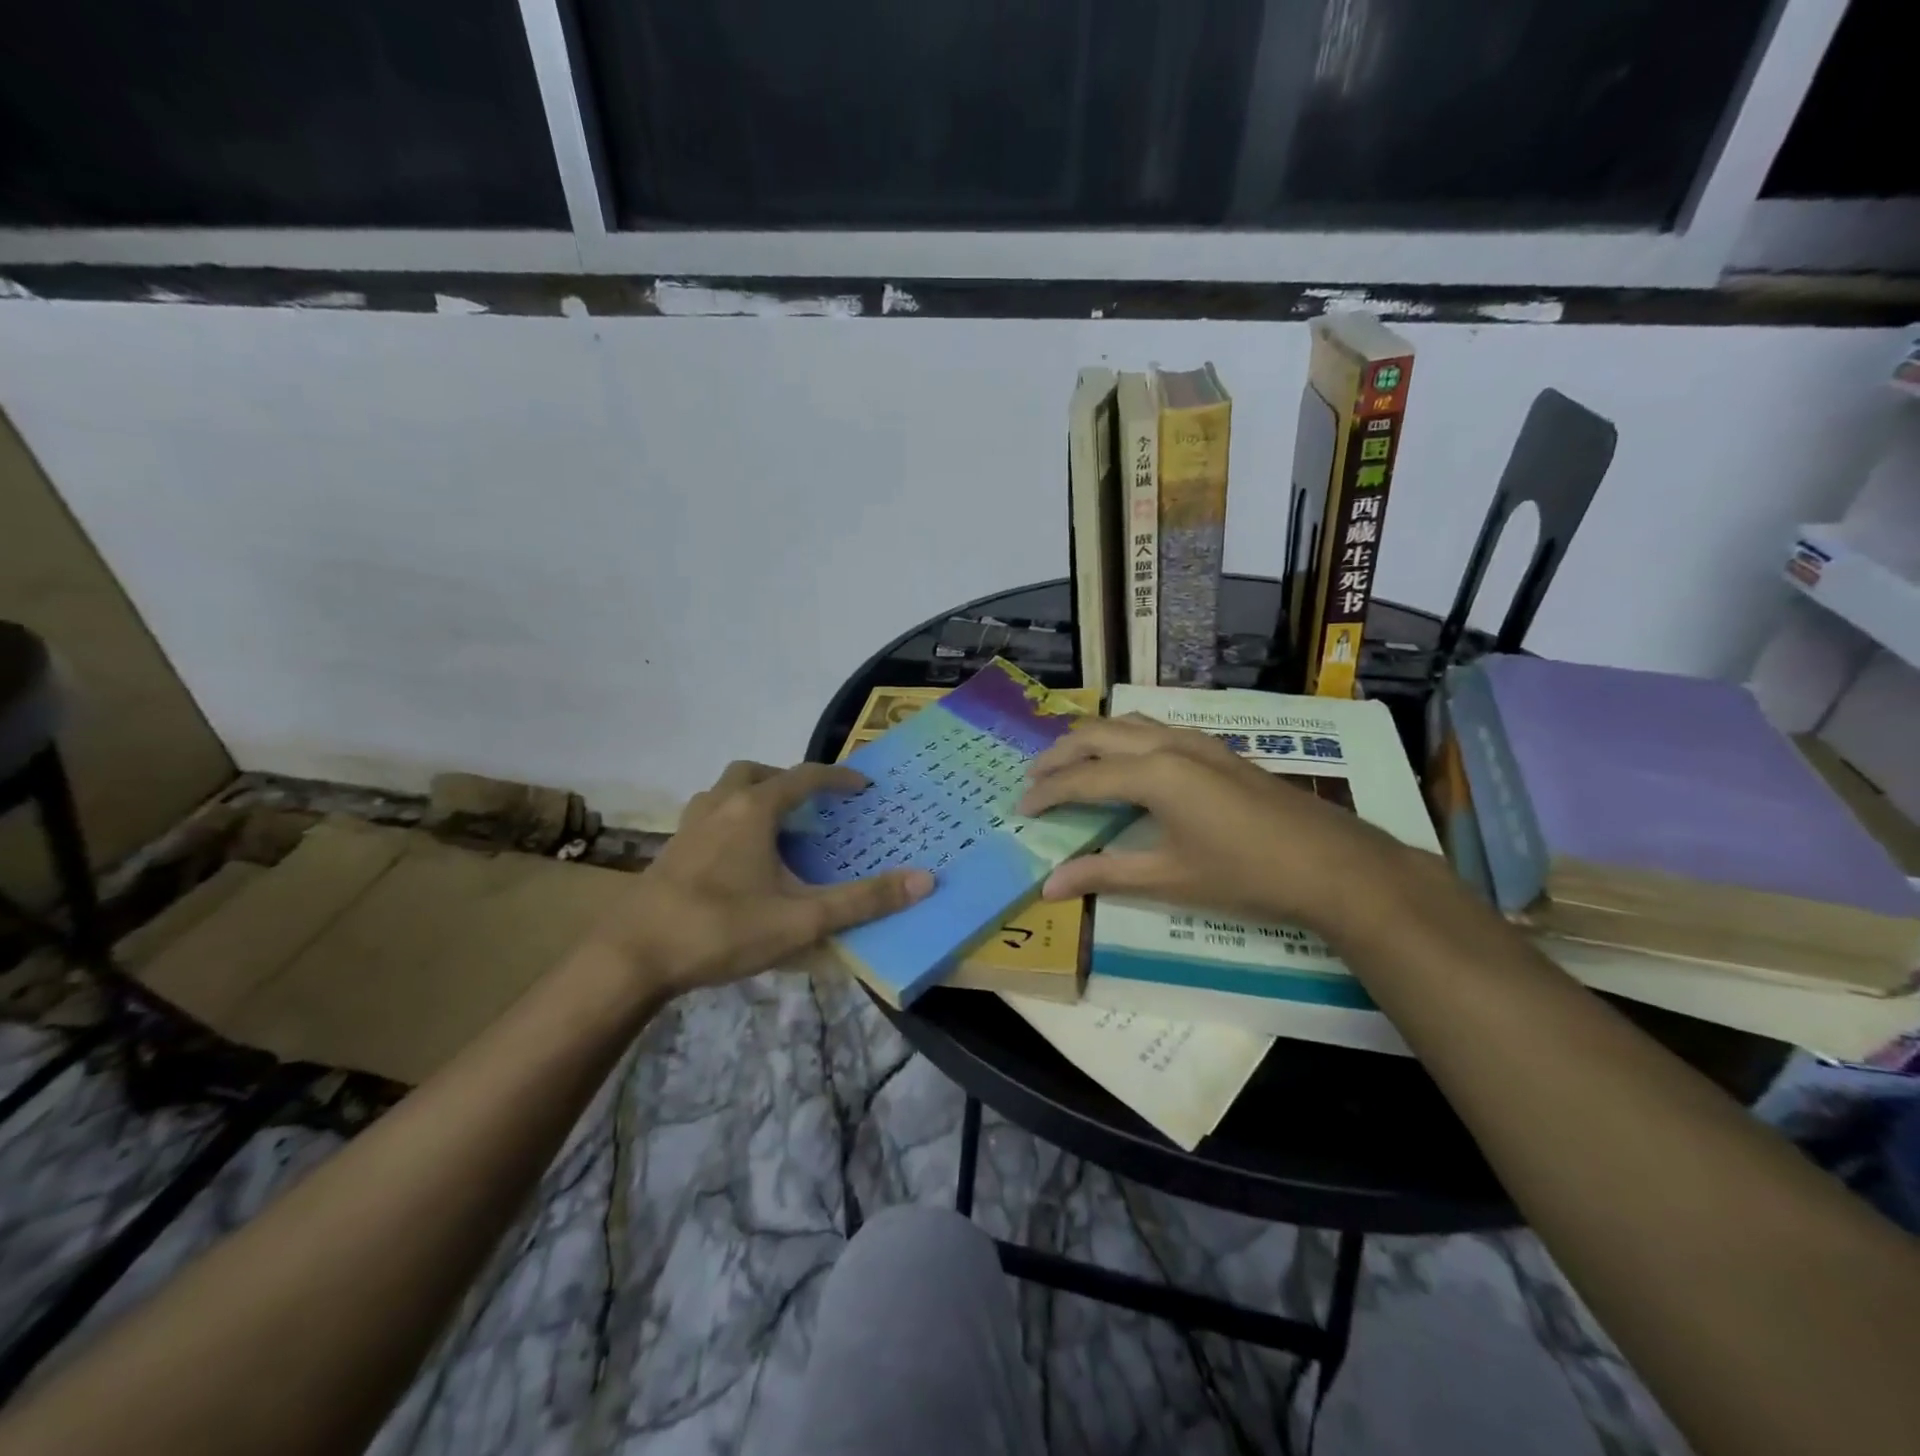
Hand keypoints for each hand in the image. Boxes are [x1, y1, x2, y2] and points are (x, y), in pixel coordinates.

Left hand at [587, 761, 932, 993]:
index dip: (837, 778)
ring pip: (725, 791)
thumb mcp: (801, 920)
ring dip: (754, 796)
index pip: (804, 777)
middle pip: (756, 773)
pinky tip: (737, 859)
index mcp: (753, 810)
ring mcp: (688, 826)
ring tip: (776, 828)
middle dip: (788, 780)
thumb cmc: (721, 929)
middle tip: (811, 806)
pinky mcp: (670, 850)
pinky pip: (707, 816)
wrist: (631, 956)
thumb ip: (863, 901)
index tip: (862, 787)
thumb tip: (924, 880)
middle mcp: (720, 805)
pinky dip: (730, 820)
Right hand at [1017, 715, 1403, 933]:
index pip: (1081, 777)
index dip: (1046, 793)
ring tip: (1069, 766)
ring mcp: (1196, 741)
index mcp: (1153, 773)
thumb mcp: (1169, 878)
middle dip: (1058, 756)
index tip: (1020, 810)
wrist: (1333, 864)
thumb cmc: (1246, 874)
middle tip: (1033, 782)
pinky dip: (1122, 738)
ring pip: (1126, 723)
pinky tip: (1125, 763)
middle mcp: (1168, 744)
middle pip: (1096, 735)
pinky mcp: (1215, 750)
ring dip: (1090, 741)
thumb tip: (1048, 886)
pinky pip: (1153, 728)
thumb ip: (1105, 874)